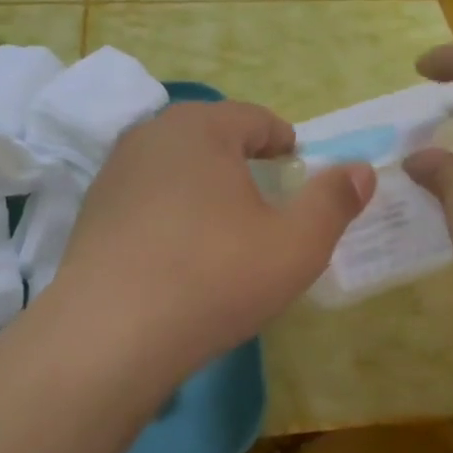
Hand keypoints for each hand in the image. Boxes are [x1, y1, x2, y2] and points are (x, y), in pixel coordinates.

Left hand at [53, 100, 374, 380]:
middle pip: (211, 136)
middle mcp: (152, 135)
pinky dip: (170, 211)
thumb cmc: (215, 277)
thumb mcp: (296, 244)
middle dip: (242, 160)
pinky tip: (178, 251)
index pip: (254, 118)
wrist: (111, 335)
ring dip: (203, 185)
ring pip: (175, 166)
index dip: (282, 140)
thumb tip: (360, 170)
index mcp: (202, 128)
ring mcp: (114, 172)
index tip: (296, 164)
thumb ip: (333, 201)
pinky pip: (146, 197)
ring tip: (224, 224)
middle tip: (265, 195)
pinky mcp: (91, 211)